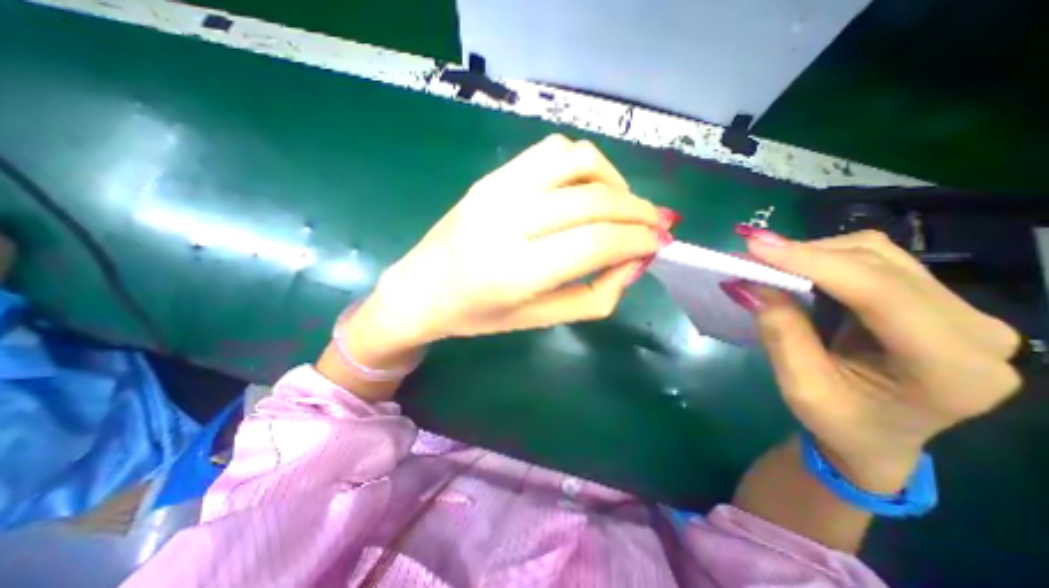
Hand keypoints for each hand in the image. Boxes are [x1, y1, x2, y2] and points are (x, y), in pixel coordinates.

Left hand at [356, 134, 675, 348]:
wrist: (422, 289)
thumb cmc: (479, 315)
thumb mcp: (541, 319)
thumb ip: (596, 295)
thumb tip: (636, 260)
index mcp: (516, 271)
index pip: (596, 243)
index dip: (639, 240)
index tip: (661, 244)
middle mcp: (507, 222)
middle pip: (594, 201)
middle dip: (638, 211)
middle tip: (657, 225)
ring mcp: (496, 190)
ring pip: (578, 161)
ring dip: (614, 180)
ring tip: (622, 205)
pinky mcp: (491, 176)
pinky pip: (551, 151)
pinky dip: (584, 163)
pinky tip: (587, 188)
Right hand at [726, 227, 1021, 490]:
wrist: (878, 440)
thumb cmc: (840, 424)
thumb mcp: (801, 387)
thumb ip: (781, 333)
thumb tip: (752, 283)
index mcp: (950, 367)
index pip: (879, 291)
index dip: (812, 262)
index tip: (755, 246)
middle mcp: (975, 330)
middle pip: (880, 264)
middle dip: (807, 254)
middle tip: (752, 256)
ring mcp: (962, 312)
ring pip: (878, 255)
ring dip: (815, 254)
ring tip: (770, 264)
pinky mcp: (936, 302)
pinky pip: (876, 262)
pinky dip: (826, 260)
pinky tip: (798, 270)